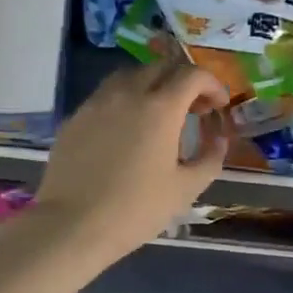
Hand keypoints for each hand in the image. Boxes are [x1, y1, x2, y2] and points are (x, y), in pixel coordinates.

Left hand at [22, 61, 229, 269]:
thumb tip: (218, 141)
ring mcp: (96, 103)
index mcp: (160, 108)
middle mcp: (127, 94)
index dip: (212, 84)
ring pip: (129, 76)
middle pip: (160, 68)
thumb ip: (210, 159)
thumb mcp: (186, 189)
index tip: (219, 104)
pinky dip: (124, 101)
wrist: (73, 224)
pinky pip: (105, 96)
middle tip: (193, 110)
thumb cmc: (136, 209)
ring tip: (158, 114)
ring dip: (151, 85)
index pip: (192, 75)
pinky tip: (126, 130)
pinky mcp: (75, 118)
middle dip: (183, 81)